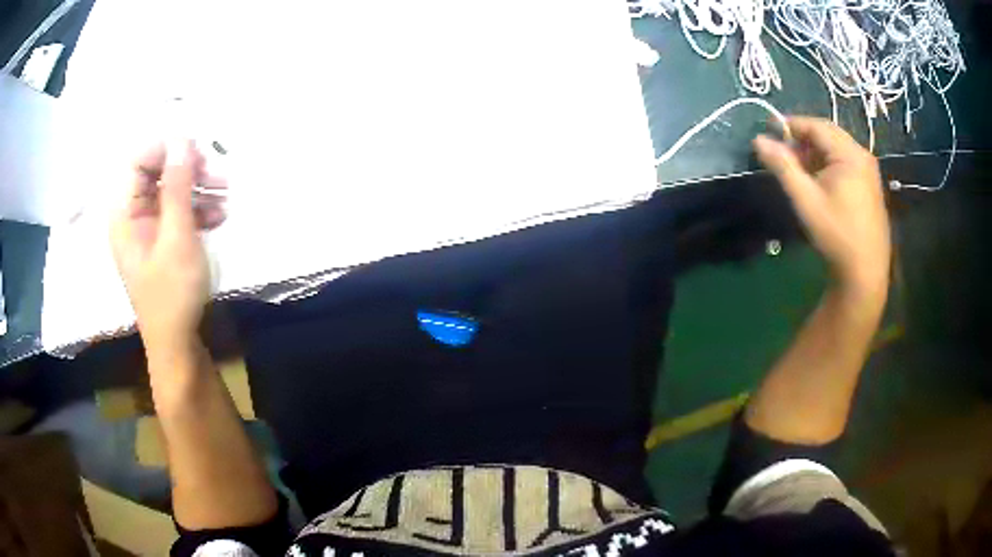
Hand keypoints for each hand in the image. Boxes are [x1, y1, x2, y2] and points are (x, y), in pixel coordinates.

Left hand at [110, 141, 226, 359]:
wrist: (179, 343)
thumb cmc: (172, 292)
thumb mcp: (177, 236)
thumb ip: (178, 186)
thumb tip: (182, 140)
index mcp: (125, 214)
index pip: (139, 161)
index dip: (166, 151)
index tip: (197, 152)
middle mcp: (134, 216)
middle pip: (158, 174)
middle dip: (189, 170)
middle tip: (217, 174)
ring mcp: (149, 229)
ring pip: (173, 192)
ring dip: (200, 189)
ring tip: (226, 196)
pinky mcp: (164, 242)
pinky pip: (179, 213)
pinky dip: (200, 210)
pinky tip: (220, 216)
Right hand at [754, 117, 889, 298]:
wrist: (865, 272)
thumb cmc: (836, 234)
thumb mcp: (805, 199)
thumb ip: (782, 166)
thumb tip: (758, 140)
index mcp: (849, 154)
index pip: (816, 126)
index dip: (791, 125)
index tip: (769, 131)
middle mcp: (862, 156)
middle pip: (828, 135)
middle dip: (803, 140)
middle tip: (782, 151)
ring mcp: (869, 171)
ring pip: (837, 149)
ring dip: (815, 153)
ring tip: (797, 168)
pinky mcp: (870, 186)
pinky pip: (845, 163)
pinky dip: (828, 164)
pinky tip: (818, 181)